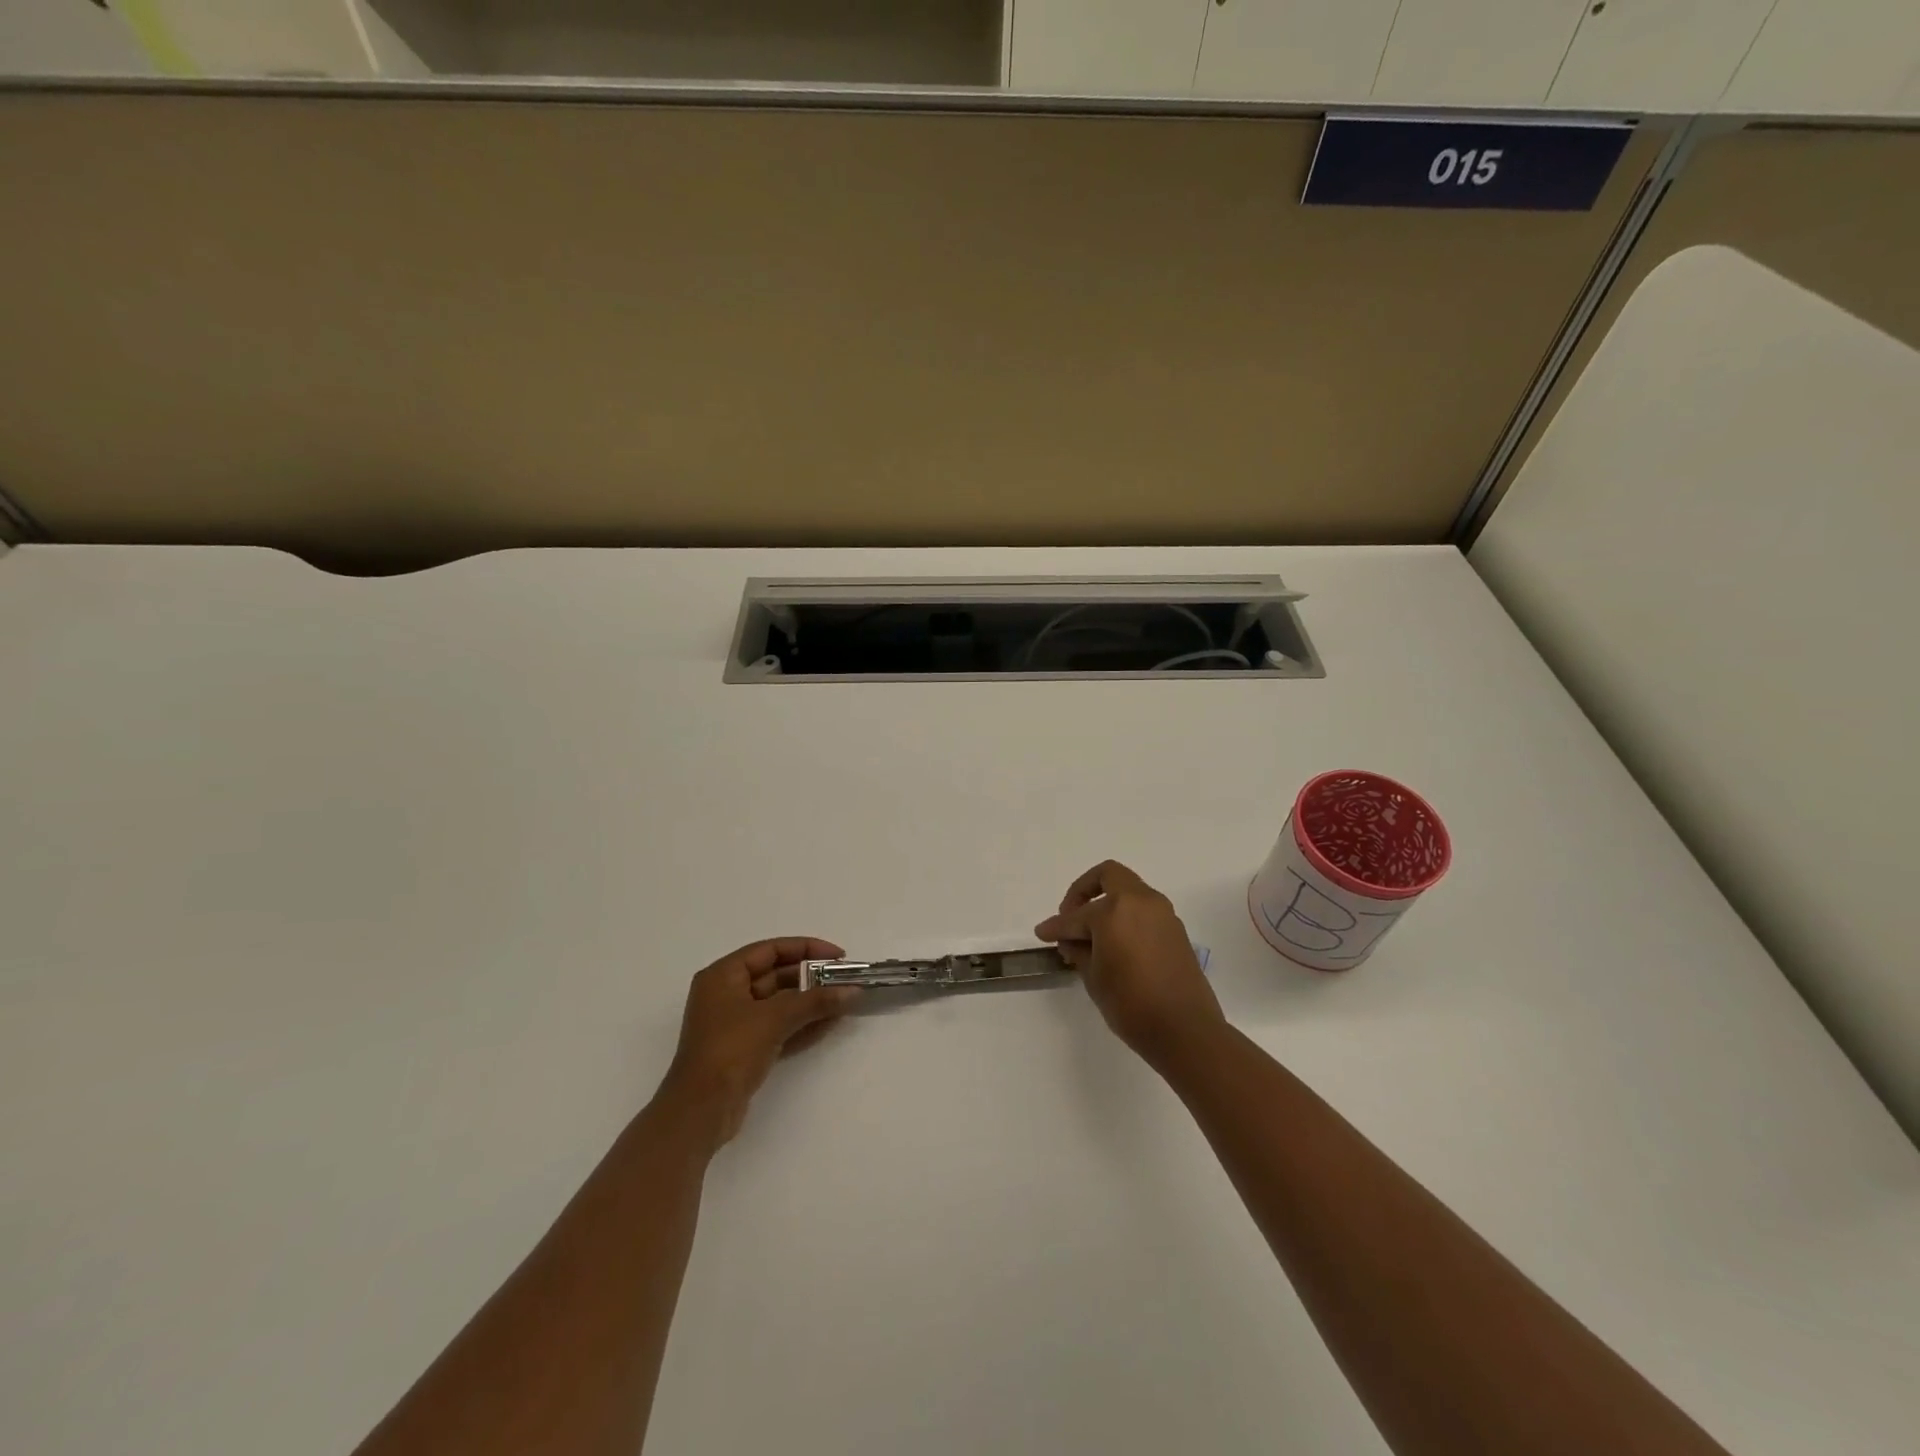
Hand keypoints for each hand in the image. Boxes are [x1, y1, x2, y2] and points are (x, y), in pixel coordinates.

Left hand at [658, 938, 857, 1146]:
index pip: (770, 950)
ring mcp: (735, 1024)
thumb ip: (815, 1001)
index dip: (806, 948)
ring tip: (844, 1001)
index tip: (837, 956)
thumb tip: (853, 991)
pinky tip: (830, 1023)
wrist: (700, 1112)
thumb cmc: (730, 1051)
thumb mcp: (774, 1019)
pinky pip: (778, 1027)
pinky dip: (802, 1024)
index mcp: (723, 976)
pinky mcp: (744, 1049)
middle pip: (775, 975)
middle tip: (845, 980)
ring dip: (810, 1002)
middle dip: (811, 978)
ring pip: (779, 1003)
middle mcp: (727, 994)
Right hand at [1035, 861, 1224, 1065]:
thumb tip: (1071, 940)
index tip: (1042, 934)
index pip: (1077, 915)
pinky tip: (1114, 945)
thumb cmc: (1131, 1004)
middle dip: (1084, 891)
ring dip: (1107, 904)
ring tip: (1090, 936)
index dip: (1056, 926)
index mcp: (1116, 910)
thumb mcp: (1094, 978)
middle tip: (1071, 917)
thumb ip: (1079, 951)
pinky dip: (1125, 917)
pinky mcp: (1175, 930)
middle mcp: (1141, 902)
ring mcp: (1163, 914)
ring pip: (1128, 892)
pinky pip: (1143, 911)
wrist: (1186, 1031)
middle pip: (1108, 876)